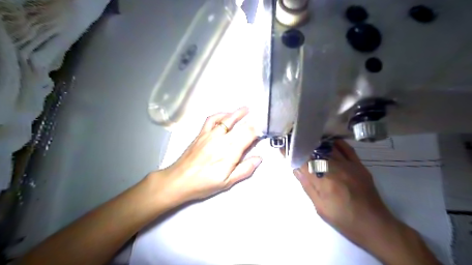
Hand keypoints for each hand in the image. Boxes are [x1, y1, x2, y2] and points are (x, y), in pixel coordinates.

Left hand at [151, 107, 261, 205]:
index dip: (257, 131)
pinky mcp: (201, 133)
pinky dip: (220, 115)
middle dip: (251, 122)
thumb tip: (259, 158)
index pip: (248, 135)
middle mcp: (222, 139)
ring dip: (238, 113)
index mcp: (230, 152)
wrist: (179, 180)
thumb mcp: (227, 182)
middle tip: (258, 120)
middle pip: (240, 126)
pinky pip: (211, 119)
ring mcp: (210, 134)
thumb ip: (245, 169)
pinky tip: (225, 114)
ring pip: (227, 119)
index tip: (262, 131)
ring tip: (246, 109)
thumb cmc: (204, 184)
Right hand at [294, 140, 396, 248]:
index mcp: (324, 182)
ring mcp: (349, 165)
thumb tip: (296, 169)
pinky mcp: (359, 166)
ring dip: (316, 143)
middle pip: (315, 152)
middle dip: (302, 146)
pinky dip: (337, 143)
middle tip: (294, 142)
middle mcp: (335, 169)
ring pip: (329, 148)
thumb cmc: (344, 220)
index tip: (283, 147)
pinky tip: (329, 141)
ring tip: (307, 139)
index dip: (292, 153)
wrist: (375, 225)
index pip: (303, 162)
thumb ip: (308, 186)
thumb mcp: (320, 208)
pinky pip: (347, 149)